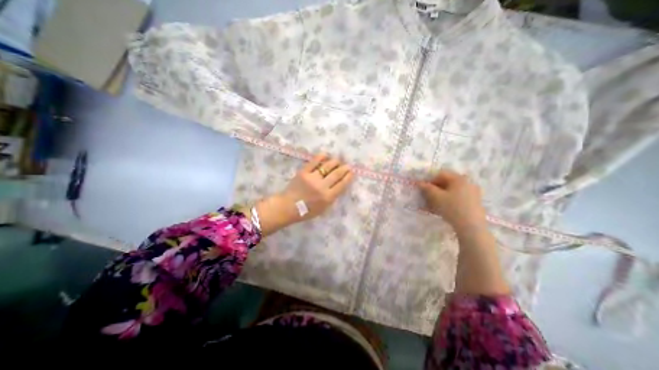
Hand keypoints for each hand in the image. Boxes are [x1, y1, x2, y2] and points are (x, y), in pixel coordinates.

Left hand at [253, 153, 354, 236]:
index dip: (349, 177)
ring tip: (338, 161)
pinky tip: (326, 155)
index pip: (342, 184)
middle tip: (348, 165)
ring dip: (335, 162)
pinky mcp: (303, 172)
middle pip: (337, 174)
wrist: (288, 207)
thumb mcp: (323, 209)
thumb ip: (332, 197)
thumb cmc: (306, 211)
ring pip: (327, 166)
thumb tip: (340, 184)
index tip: (352, 172)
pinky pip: (314, 161)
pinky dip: (321, 156)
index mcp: (328, 197)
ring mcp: (312, 178)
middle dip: (345, 168)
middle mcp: (322, 186)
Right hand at [419, 170, 485, 235]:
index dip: (430, 180)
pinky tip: (446, 209)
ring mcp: (473, 193)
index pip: (441, 174)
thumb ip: (427, 188)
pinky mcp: (475, 202)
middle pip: (448, 182)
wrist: (471, 227)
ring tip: (435, 204)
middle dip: (436, 188)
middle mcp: (468, 183)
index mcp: (459, 178)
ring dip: (442, 195)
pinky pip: (459, 197)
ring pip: (453, 190)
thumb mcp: (436, 197)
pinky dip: (450, 200)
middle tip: (428, 197)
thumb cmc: (452, 208)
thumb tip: (419, 182)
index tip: (424, 190)